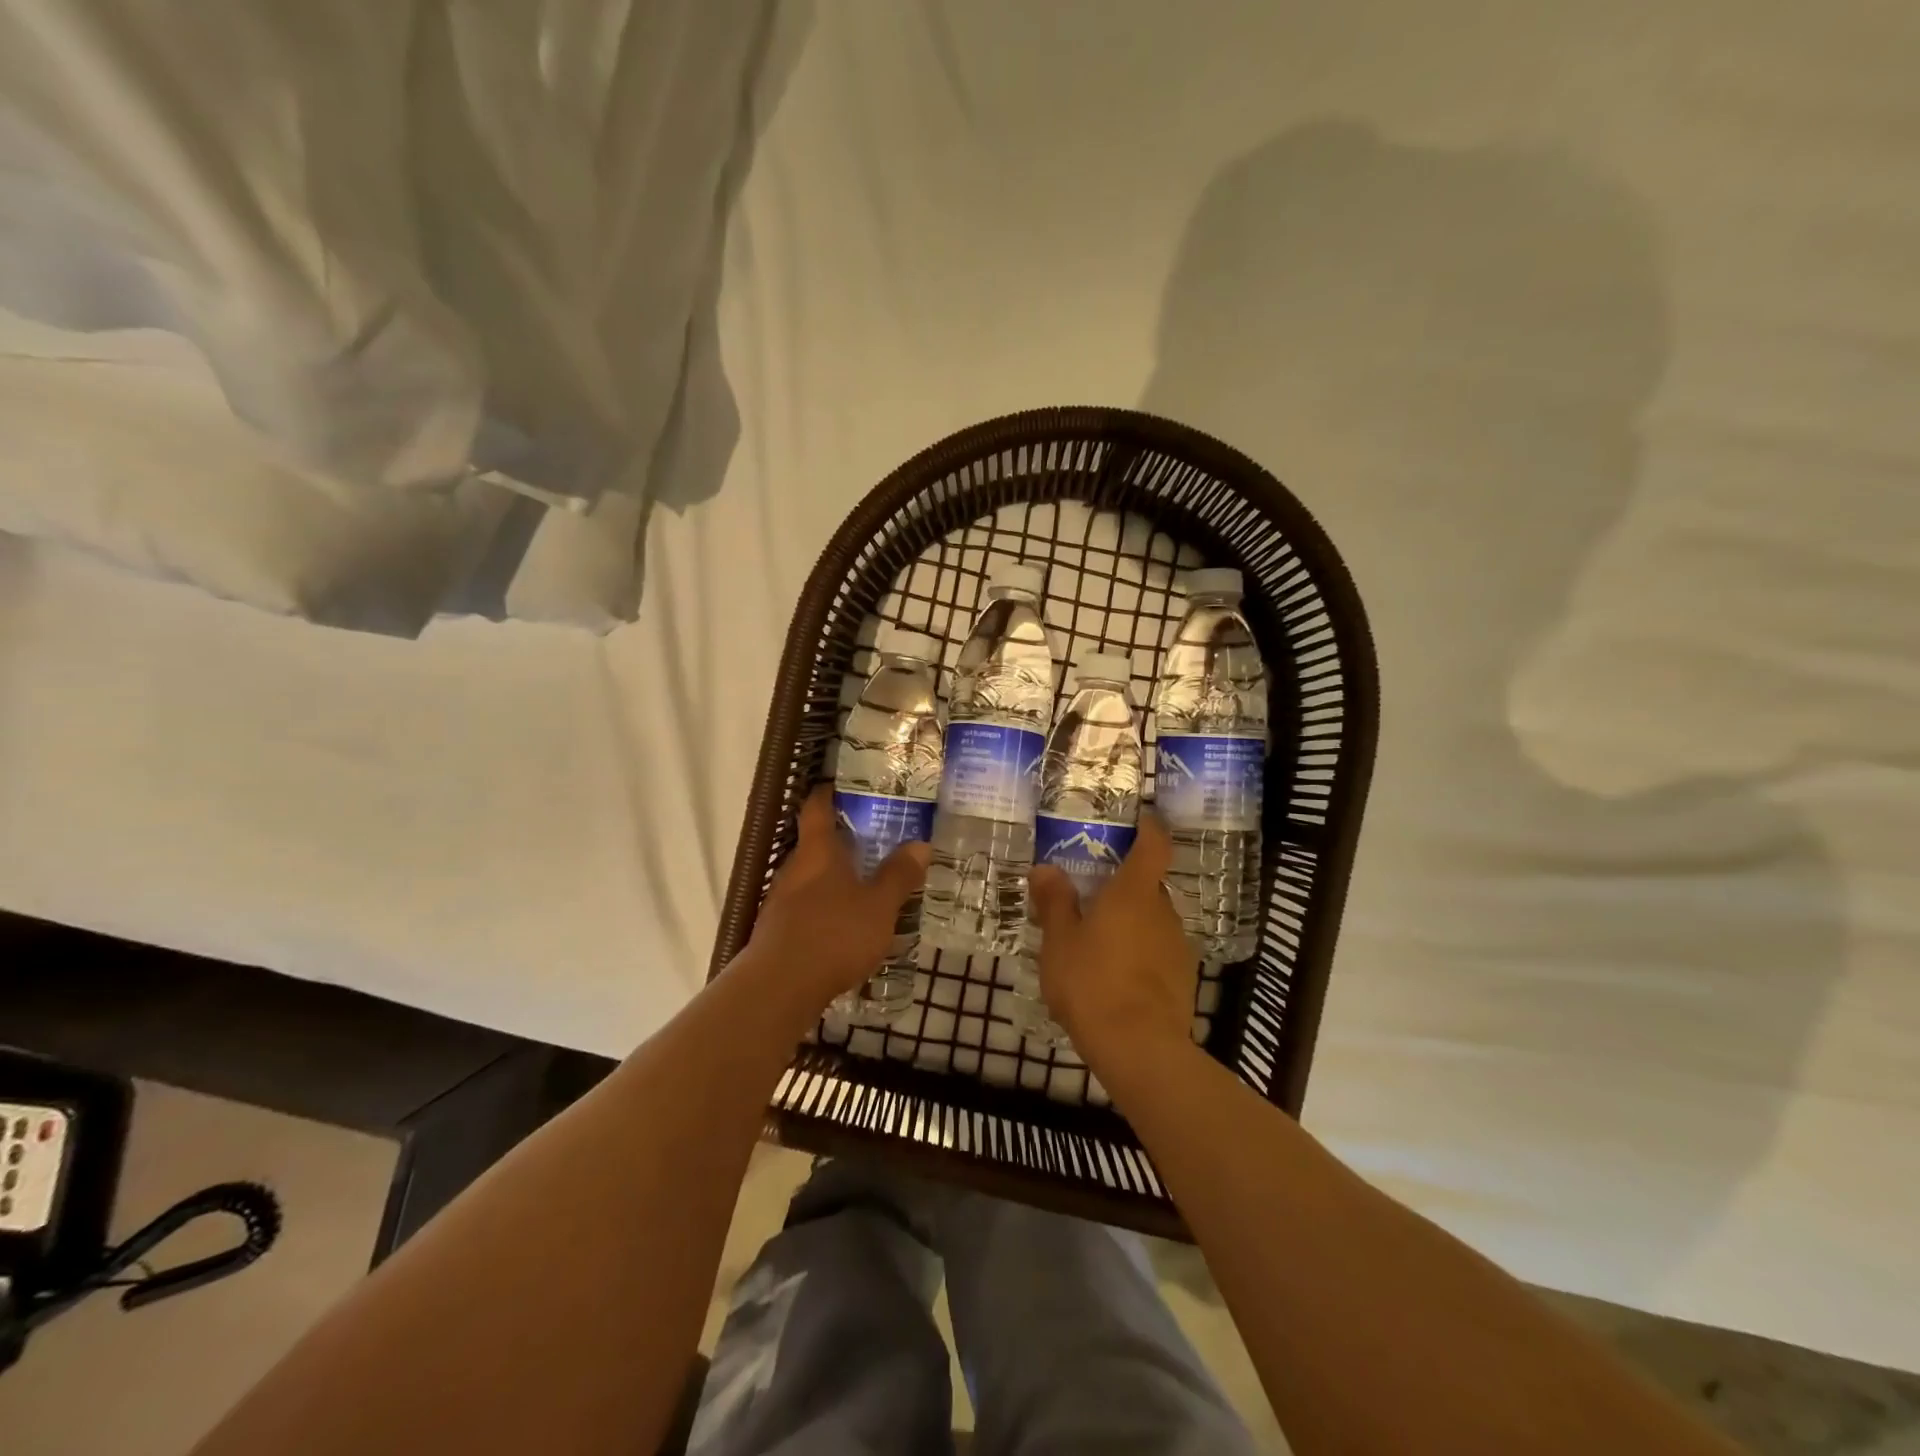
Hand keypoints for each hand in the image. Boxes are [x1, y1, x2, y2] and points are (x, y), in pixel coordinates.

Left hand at [737, 784, 929, 1018]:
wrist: (779, 988)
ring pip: (810, 877)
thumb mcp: (878, 906)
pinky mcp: (778, 931)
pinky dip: (826, 906)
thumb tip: (920, 844)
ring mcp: (781, 901)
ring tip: (866, 884)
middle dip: (841, 840)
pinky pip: (806, 906)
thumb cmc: (833, 935)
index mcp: (817, 852)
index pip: (817, 808)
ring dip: (834, 877)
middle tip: (874, 839)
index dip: (828, 792)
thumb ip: (898, 875)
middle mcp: (794, 869)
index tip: (844, 784)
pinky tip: (846, 925)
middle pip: (814, 844)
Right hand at [1029, 810, 1198, 1071]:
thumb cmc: (1093, 983)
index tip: (1140, 819)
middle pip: (1147, 886)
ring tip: (1096, 944)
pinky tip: (1114, 977)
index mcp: (1133, 893)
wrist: (1140, 1048)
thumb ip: (1054, 902)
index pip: (1154, 845)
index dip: (1149, 828)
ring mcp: (1177, 946)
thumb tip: (1045, 868)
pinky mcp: (1183, 978)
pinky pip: (1157, 952)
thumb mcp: (1059, 941)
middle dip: (1123, 887)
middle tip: (1090, 897)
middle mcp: (1163, 912)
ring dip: (1129, 923)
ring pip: (1151, 921)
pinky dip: (1138, 954)